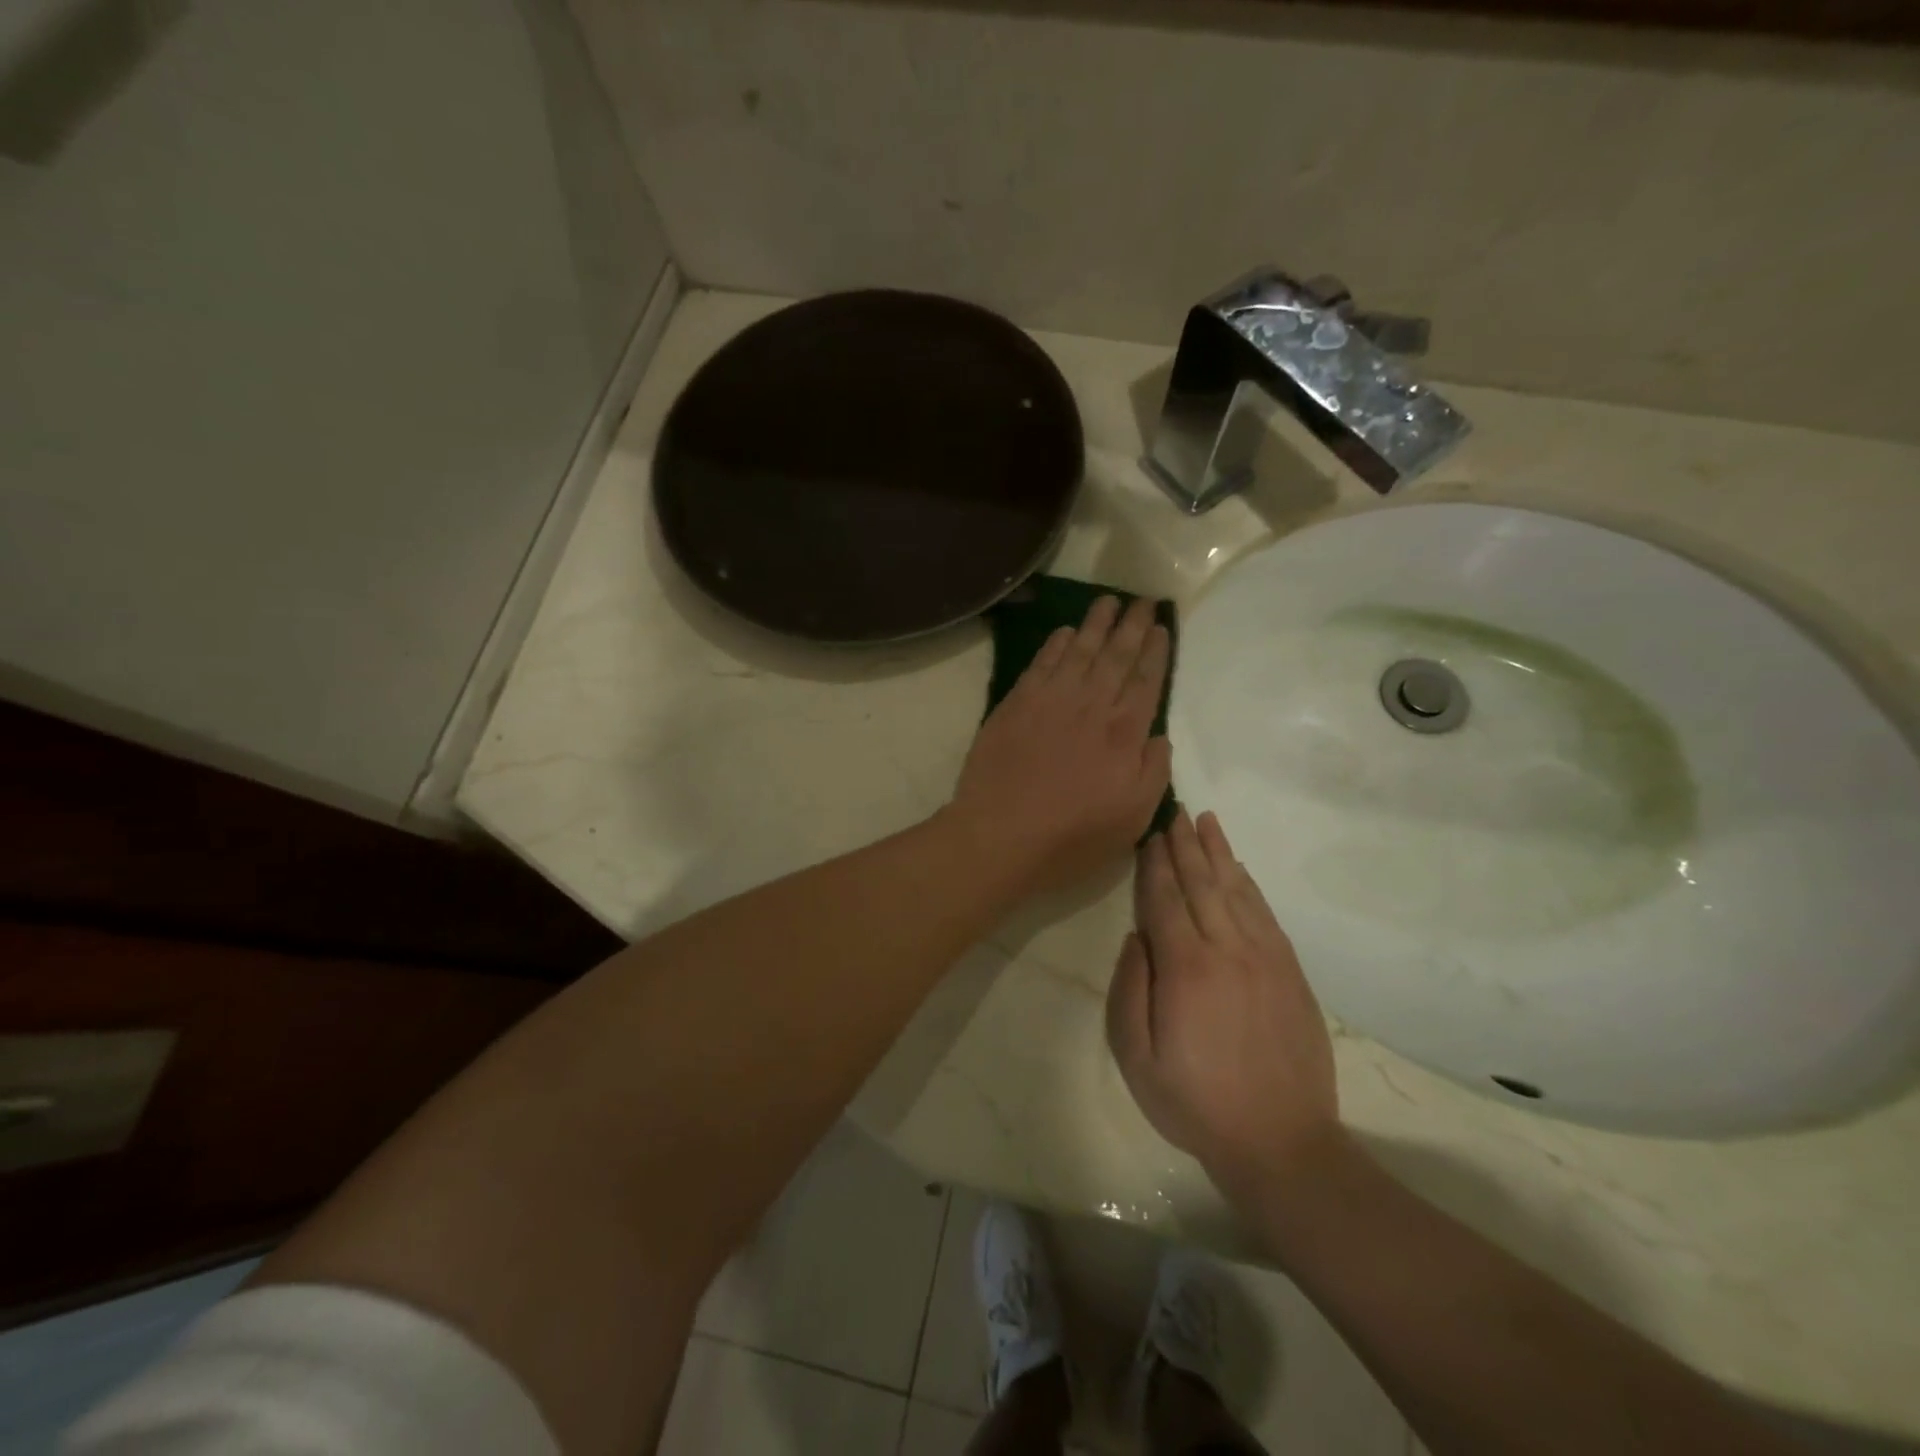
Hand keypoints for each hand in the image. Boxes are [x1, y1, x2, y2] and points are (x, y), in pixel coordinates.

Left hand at [948, 595, 1171, 893]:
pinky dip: (1055, 644)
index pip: (1145, 681)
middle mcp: (1090, 705)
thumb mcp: (1133, 818)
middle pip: (1116, 656)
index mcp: (1123, 733)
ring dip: (1096, 624)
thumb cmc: (1072, 835)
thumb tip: (1160, 737)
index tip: (1160, 628)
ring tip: (1108, 601)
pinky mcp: (1016, 704)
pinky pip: (1041, 663)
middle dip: (1131, 626)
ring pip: (1079, 651)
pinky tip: (1065, 632)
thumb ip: (1154, 772)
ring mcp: (1050, 700)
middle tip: (1142, 600)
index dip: (1154, 652)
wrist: (1000, 833)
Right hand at [1106, 808, 1339, 1199]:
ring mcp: (1266, 958)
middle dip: (1184, 845)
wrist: (1282, 1143)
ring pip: (1237, 890)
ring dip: (1218, 853)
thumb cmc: (1196, 1103)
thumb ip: (1129, 990)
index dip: (1155, 863)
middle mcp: (1227, 950)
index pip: (1165, 900)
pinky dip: (1249, 885)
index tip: (1149, 833)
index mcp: (1186, 969)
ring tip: (1205, 821)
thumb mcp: (1137, 1058)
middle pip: (1202, 884)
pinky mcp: (1291, 972)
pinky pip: (1266, 914)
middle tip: (1174, 811)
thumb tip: (1135, 937)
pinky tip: (1239, 869)